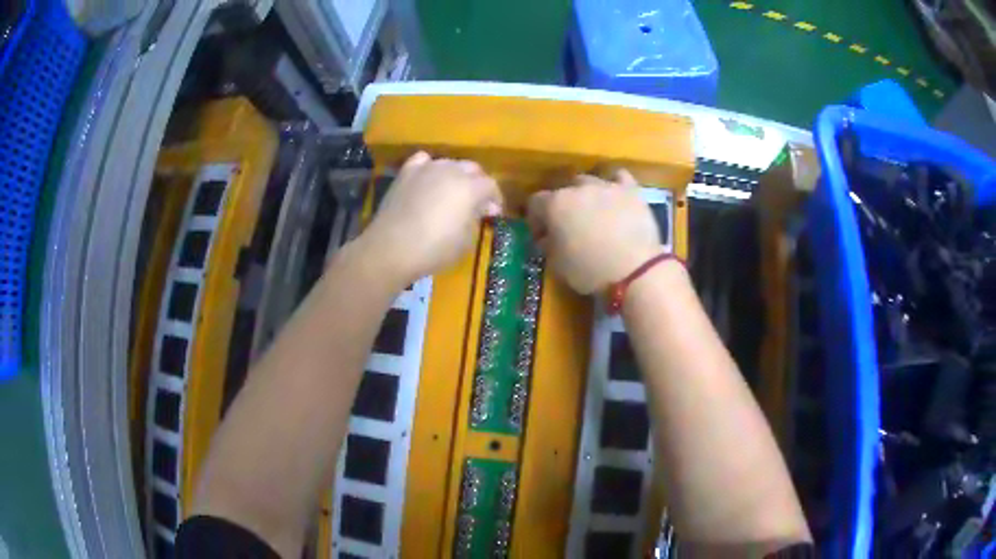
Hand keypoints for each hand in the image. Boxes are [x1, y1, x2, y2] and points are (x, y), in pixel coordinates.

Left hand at [359, 152, 502, 282]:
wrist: (392, 248)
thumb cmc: (435, 249)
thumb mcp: (466, 241)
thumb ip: (476, 219)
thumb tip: (482, 209)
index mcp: (471, 187)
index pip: (490, 185)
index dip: (495, 198)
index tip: (493, 213)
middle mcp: (451, 170)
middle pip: (472, 168)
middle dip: (478, 183)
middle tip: (476, 202)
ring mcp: (427, 168)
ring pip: (449, 163)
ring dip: (455, 175)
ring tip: (452, 192)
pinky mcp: (406, 173)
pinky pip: (423, 161)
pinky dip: (430, 167)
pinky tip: (429, 179)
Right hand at [526, 170, 661, 293]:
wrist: (635, 270)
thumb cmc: (590, 271)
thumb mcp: (558, 264)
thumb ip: (548, 245)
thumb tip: (547, 237)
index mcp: (555, 205)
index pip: (535, 203)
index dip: (536, 219)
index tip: (541, 236)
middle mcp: (578, 189)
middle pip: (563, 190)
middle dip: (562, 206)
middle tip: (569, 226)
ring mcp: (606, 186)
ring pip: (589, 181)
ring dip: (586, 194)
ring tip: (593, 212)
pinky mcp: (631, 190)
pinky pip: (619, 177)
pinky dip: (614, 184)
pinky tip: (615, 197)